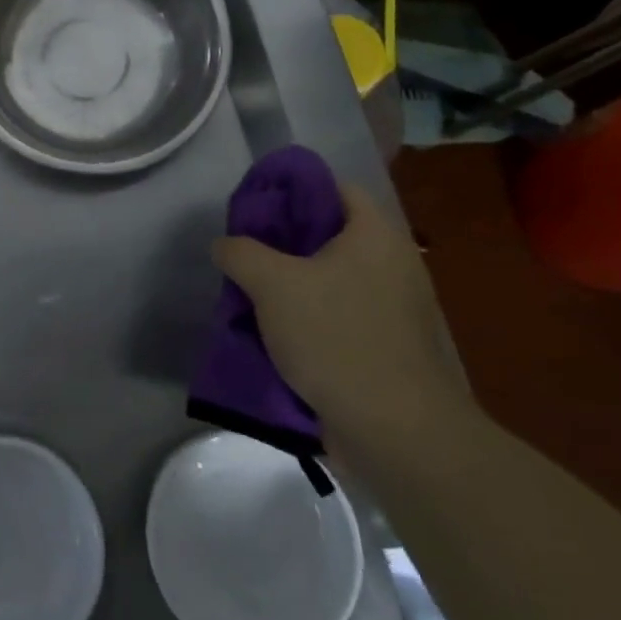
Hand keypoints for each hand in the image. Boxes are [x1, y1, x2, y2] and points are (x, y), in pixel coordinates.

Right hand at [213, 183, 471, 457]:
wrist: (395, 431)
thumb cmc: (336, 337)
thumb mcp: (271, 284)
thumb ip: (240, 252)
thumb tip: (225, 245)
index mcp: (375, 235)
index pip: (333, 188)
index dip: (291, 190)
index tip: (254, 207)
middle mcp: (393, 264)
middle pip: (329, 236)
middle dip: (283, 243)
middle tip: (244, 253)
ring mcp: (395, 309)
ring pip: (331, 280)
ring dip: (293, 286)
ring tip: (252, 294)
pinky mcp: (389, 348)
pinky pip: (340, 316)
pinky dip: (310, 318)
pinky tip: (276, 333)